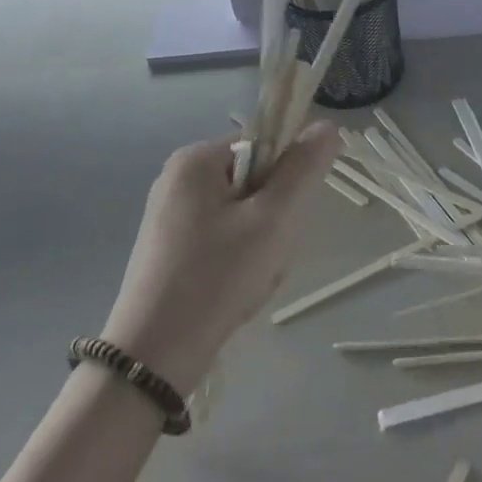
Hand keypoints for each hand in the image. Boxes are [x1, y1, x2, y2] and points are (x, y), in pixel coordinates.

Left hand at [102, 125, 341, 395]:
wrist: (154, 356)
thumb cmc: (217, 276)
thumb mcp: (273, 219)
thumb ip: (303, 169)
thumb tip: (327, 125)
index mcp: (196, 159)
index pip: (264, 147)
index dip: (286, 181)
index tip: (284, 220)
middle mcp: (177, 178)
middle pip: (253, 182)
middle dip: (272, 219)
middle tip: (268, 256)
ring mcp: (169, 215)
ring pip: (241, 215)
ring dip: (259, 244)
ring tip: (252, 280)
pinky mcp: (167, 249)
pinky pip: (220, 239)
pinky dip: (236, 261)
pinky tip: (234, 291)